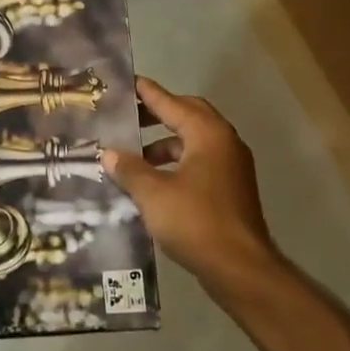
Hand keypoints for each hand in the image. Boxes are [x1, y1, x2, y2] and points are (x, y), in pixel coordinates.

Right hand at [101, 77, 280, 287]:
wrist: (240, 268)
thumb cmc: (195, 221)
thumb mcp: (153, 193)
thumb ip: (129, 169)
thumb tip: (109, 153)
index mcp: (208, 134)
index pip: (172, 103)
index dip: (148, 93)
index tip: (128, 82)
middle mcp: (224, 143)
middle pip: (188, 116)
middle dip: (158, 114)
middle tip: (128, 116)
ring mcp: (231, 167)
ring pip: (193, 142)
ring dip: (164, 143)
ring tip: (133, 154)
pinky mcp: (230, 189)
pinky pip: (199, 162)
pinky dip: (176, 163)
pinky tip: (153, 180)